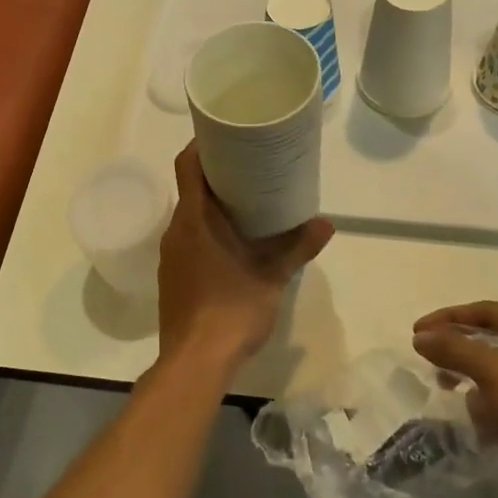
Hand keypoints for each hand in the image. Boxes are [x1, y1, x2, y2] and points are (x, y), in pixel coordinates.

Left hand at [158, 143, 334, 368]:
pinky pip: (188, 240)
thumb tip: (327, 224)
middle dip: (216, 175)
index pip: (187, 165)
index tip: (224, 135)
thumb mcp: (271, 276)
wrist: (195, 362)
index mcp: (194, 219)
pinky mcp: (172, 277)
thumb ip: (297, 247)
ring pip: (189, 216)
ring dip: (212, 206)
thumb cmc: (231, 309)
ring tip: (246, 203)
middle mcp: (175, 231)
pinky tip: (232, 244)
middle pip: (190, 188)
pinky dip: (207, 231)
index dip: (201, 144)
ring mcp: (170, 256)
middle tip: (250, 167)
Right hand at [412, 302, 497, 497]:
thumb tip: (421, 336)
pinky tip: (485, 433)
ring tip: (458, 404)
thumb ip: (456, 350)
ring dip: (478, 388)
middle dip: (461, 355)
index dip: (449, 318)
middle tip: (434, 370)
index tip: (417, 334)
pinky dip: (497, 414)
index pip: (486, 311)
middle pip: (494, 343)